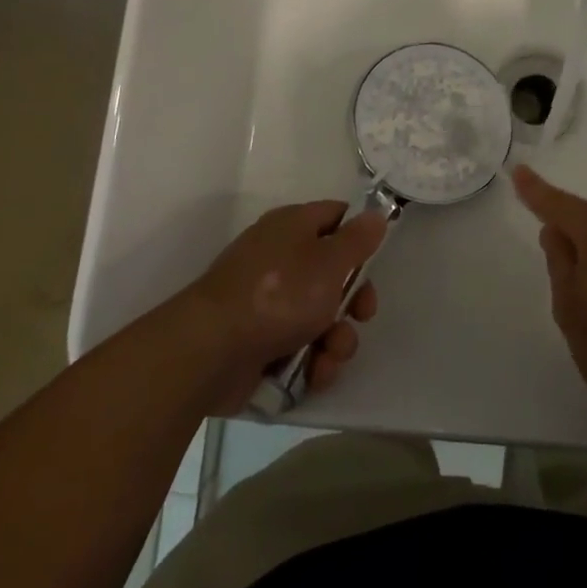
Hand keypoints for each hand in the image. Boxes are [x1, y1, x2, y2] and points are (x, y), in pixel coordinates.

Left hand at [180, 201, 386, 413]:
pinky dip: (311, 361)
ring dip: (335, 339)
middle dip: (353, 302)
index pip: (335, 216)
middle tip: (361, 316)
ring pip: (319, 316)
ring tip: (329, 355)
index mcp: (292, 227)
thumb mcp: (329, 261)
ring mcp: (267, 302)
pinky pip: (298, 346)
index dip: (359, 236)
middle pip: (333, 273)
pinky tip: (314, 373)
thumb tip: (375, 214)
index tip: (375, 261)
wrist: (211, 350)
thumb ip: (357, 239)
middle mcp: (279, 258)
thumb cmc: (279, 294)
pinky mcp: (258, 341)